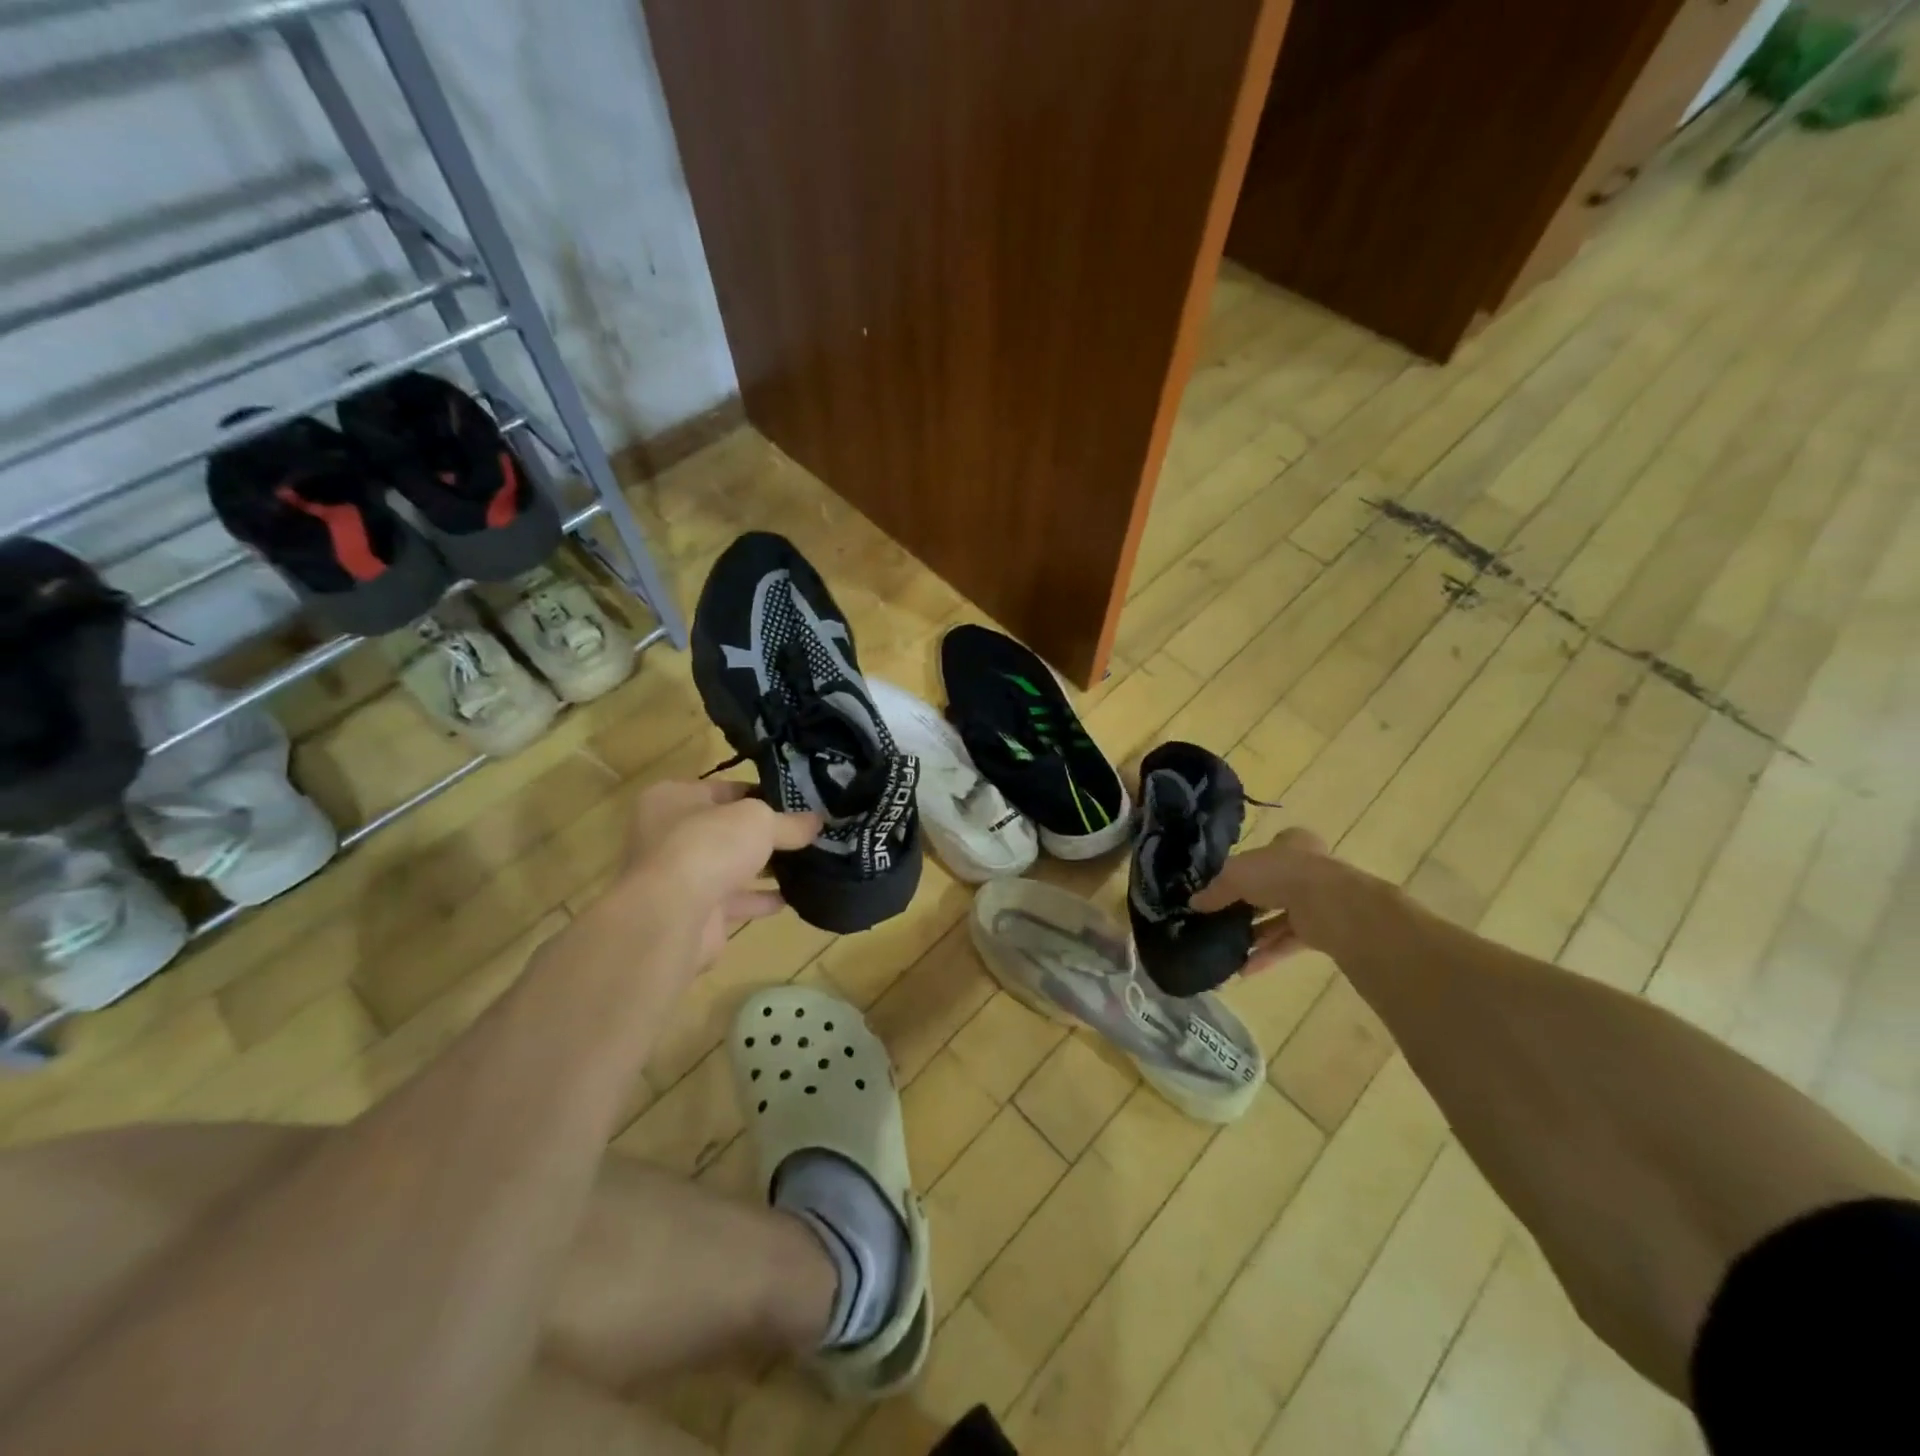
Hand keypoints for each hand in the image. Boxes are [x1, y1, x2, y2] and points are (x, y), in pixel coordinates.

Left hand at [617, 779, 820, 971]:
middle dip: (764, 833)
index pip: (726, 789)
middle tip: (807, 832)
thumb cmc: (709, 846)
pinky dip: (761, 899)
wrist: (672, 916)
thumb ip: (790, 822)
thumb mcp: (759, 820)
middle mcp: (669, 835)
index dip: (763, 793)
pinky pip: (735, 901)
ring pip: (730, 866)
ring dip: (764, 868)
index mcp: (673, 798)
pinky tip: (794, 896)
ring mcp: (679, 877)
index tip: (799, 802)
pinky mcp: (693, 913)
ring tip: (807, 862)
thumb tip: (818, 821)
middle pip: (727, 829)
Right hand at [1192, 826, 1334, 974]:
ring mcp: (1316, 901)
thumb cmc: (1278, 874)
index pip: (1269, 849)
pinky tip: (1243, 968)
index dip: (1249, 864)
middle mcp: (1307, 869)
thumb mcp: (1234, 875)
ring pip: (1280, 918)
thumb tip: (1194, 904)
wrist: (1327, 905)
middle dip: (1248, 905)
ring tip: (1227, 947)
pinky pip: (1289, 942)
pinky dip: (1267, 955)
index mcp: (1291, 844)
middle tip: (1222, 918)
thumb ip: (1215, 890)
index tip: (1227, 881)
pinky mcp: (1321, 930)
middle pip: (1271, 887)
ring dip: (1255, 934)